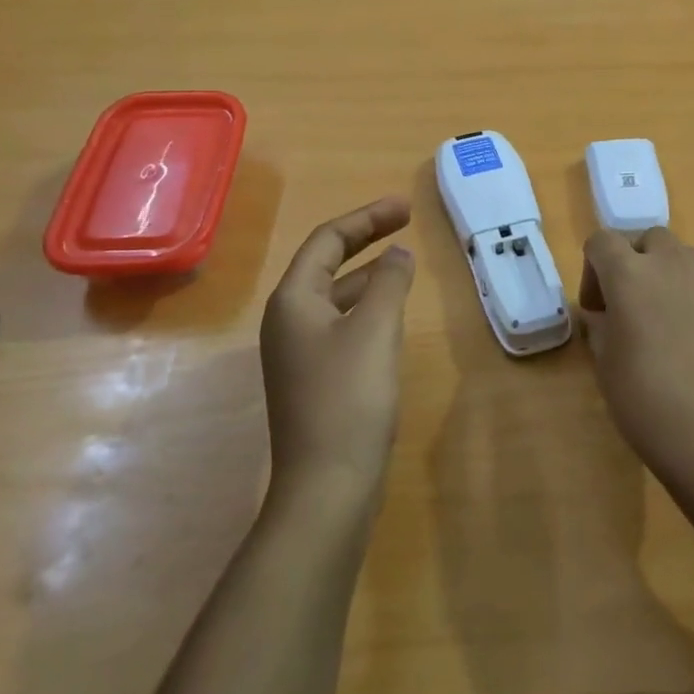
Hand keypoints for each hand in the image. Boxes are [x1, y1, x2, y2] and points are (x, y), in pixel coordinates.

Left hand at [260, 197, 415, 503]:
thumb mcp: (376, 329)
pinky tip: (392, 314)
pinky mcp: (315, 378)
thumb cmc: (349, 397)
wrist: (328, 486)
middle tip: (406, 222)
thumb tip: (399, 253)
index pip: (327, 240)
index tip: (405, 208)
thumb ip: (390, 282)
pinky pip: (341, 323)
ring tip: (404, 263)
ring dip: (368, 273)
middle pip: (327, 263)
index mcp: (293, 300)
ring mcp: (299, 352)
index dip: (367, 217)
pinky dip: (367, 306)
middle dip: (366, 239)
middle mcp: (288, 320)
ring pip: (336, 295)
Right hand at [577, 226, 693, 483]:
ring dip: (668, 275)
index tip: (598, 309)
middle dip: (635, 263)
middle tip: (632, 306)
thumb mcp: (604, 363)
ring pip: (683, 257)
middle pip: (647, 240)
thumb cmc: (646, 399)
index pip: (601, 241)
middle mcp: (671, 262)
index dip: (593, 269)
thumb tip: (604, 314)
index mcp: (629, 273)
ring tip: (668, 319)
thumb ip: (600, 325)